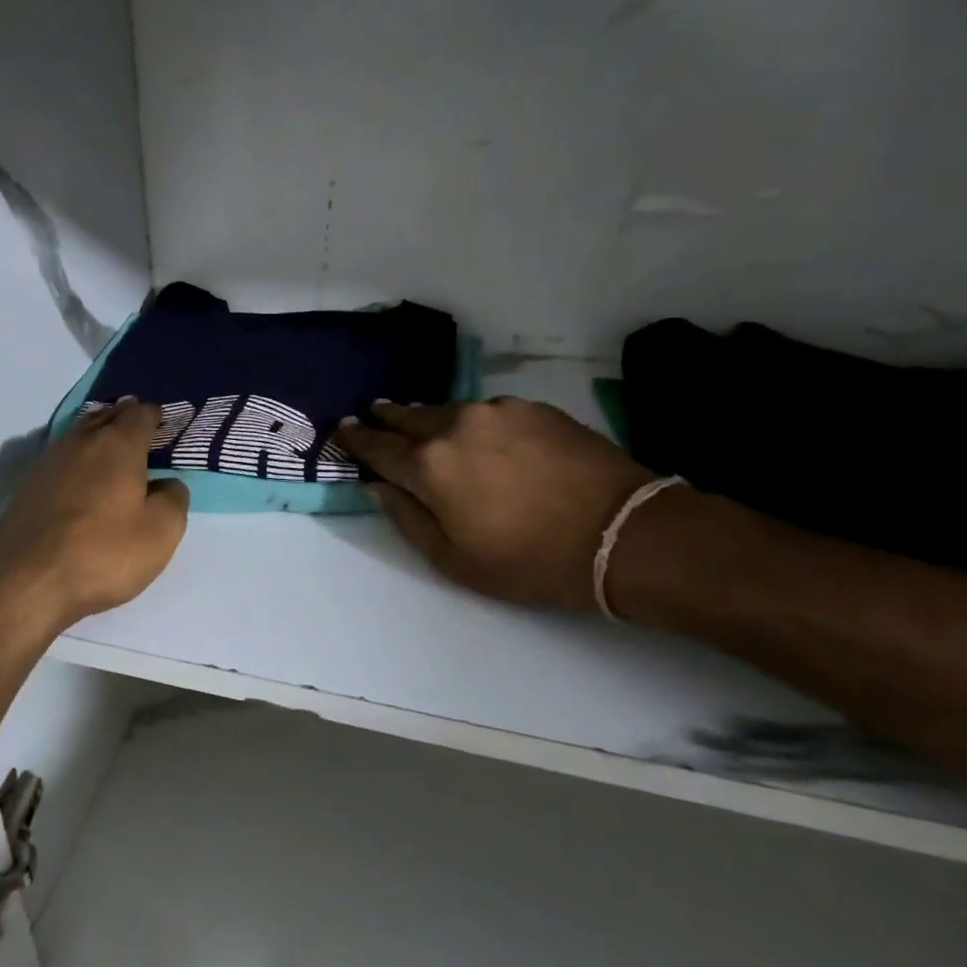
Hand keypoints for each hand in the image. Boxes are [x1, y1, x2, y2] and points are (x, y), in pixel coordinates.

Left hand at [0, 400, 189, 632]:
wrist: (25, 585)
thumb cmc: (102, 554)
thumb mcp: (160, 533)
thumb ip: (173, 499)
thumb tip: (166, 483)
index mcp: (117, 445)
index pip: (141, 414)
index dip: (157, 416)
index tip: (168, 426)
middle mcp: (81, 441)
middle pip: (107, 416)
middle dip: (126, 419)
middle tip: (144, 433)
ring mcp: (48, 461)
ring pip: (81, 434)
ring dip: (99, 436)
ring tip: (115, 453)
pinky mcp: (27, 486)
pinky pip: (62, 458)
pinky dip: (79, 460)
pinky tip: (83, 480)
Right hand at [334, 398, 656, 612]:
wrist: (622, 532)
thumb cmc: (530, 560)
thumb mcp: (455, 560)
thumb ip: (407, 519)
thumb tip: (378, 487)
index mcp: (428, 466)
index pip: (377, 446)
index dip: (356, 439)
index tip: (343, 430)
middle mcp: (454, 426)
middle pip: (406, 416)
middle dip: (385, 416)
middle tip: (373, 413)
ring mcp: (495, 411)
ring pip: (446, 410)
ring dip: (429, 418)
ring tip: (423, 424)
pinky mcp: (531, 407)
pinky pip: (486, 411)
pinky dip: (472, 421)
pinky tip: (481, 435)